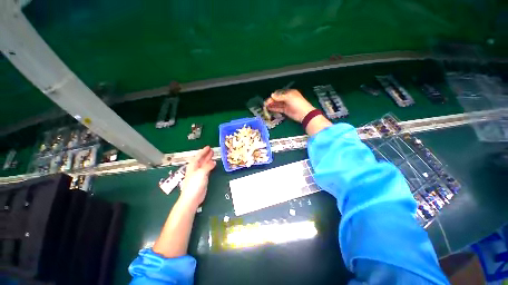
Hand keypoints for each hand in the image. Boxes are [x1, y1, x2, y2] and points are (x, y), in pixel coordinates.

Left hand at [179, 146, 215, 207]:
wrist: (192, 198)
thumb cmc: (194, 184)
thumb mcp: (201, 173)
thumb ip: (208, 166)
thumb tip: (213, 162)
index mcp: (193, 166)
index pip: (198, 156)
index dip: (203, 151)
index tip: (208, 147)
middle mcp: (195, 169)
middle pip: (201, 159)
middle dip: (206, 154)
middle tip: (212, 150)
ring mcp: (199, 174)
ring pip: (204, 164)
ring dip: (208, 159)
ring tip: (213, 155)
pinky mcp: (202, 179)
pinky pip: (207, 169)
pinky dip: (210, 165)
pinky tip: (213, 164)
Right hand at [265, 89, 315, 122]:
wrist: (304, 114)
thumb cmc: (298, 103)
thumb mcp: (289, 97)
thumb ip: (280, 96)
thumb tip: (272, 95)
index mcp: (289, 93)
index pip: (279, 93)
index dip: (273, 95)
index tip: (269, 98)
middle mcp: (287, 98)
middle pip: (277, 98)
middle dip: (271, 100)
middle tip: (265, 103)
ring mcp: (286, 105)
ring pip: (277, 104)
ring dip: (271, 105)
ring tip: (265, 106)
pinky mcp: (285, 110)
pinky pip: (278, 109)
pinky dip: (274, 109)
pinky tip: (269, 109)